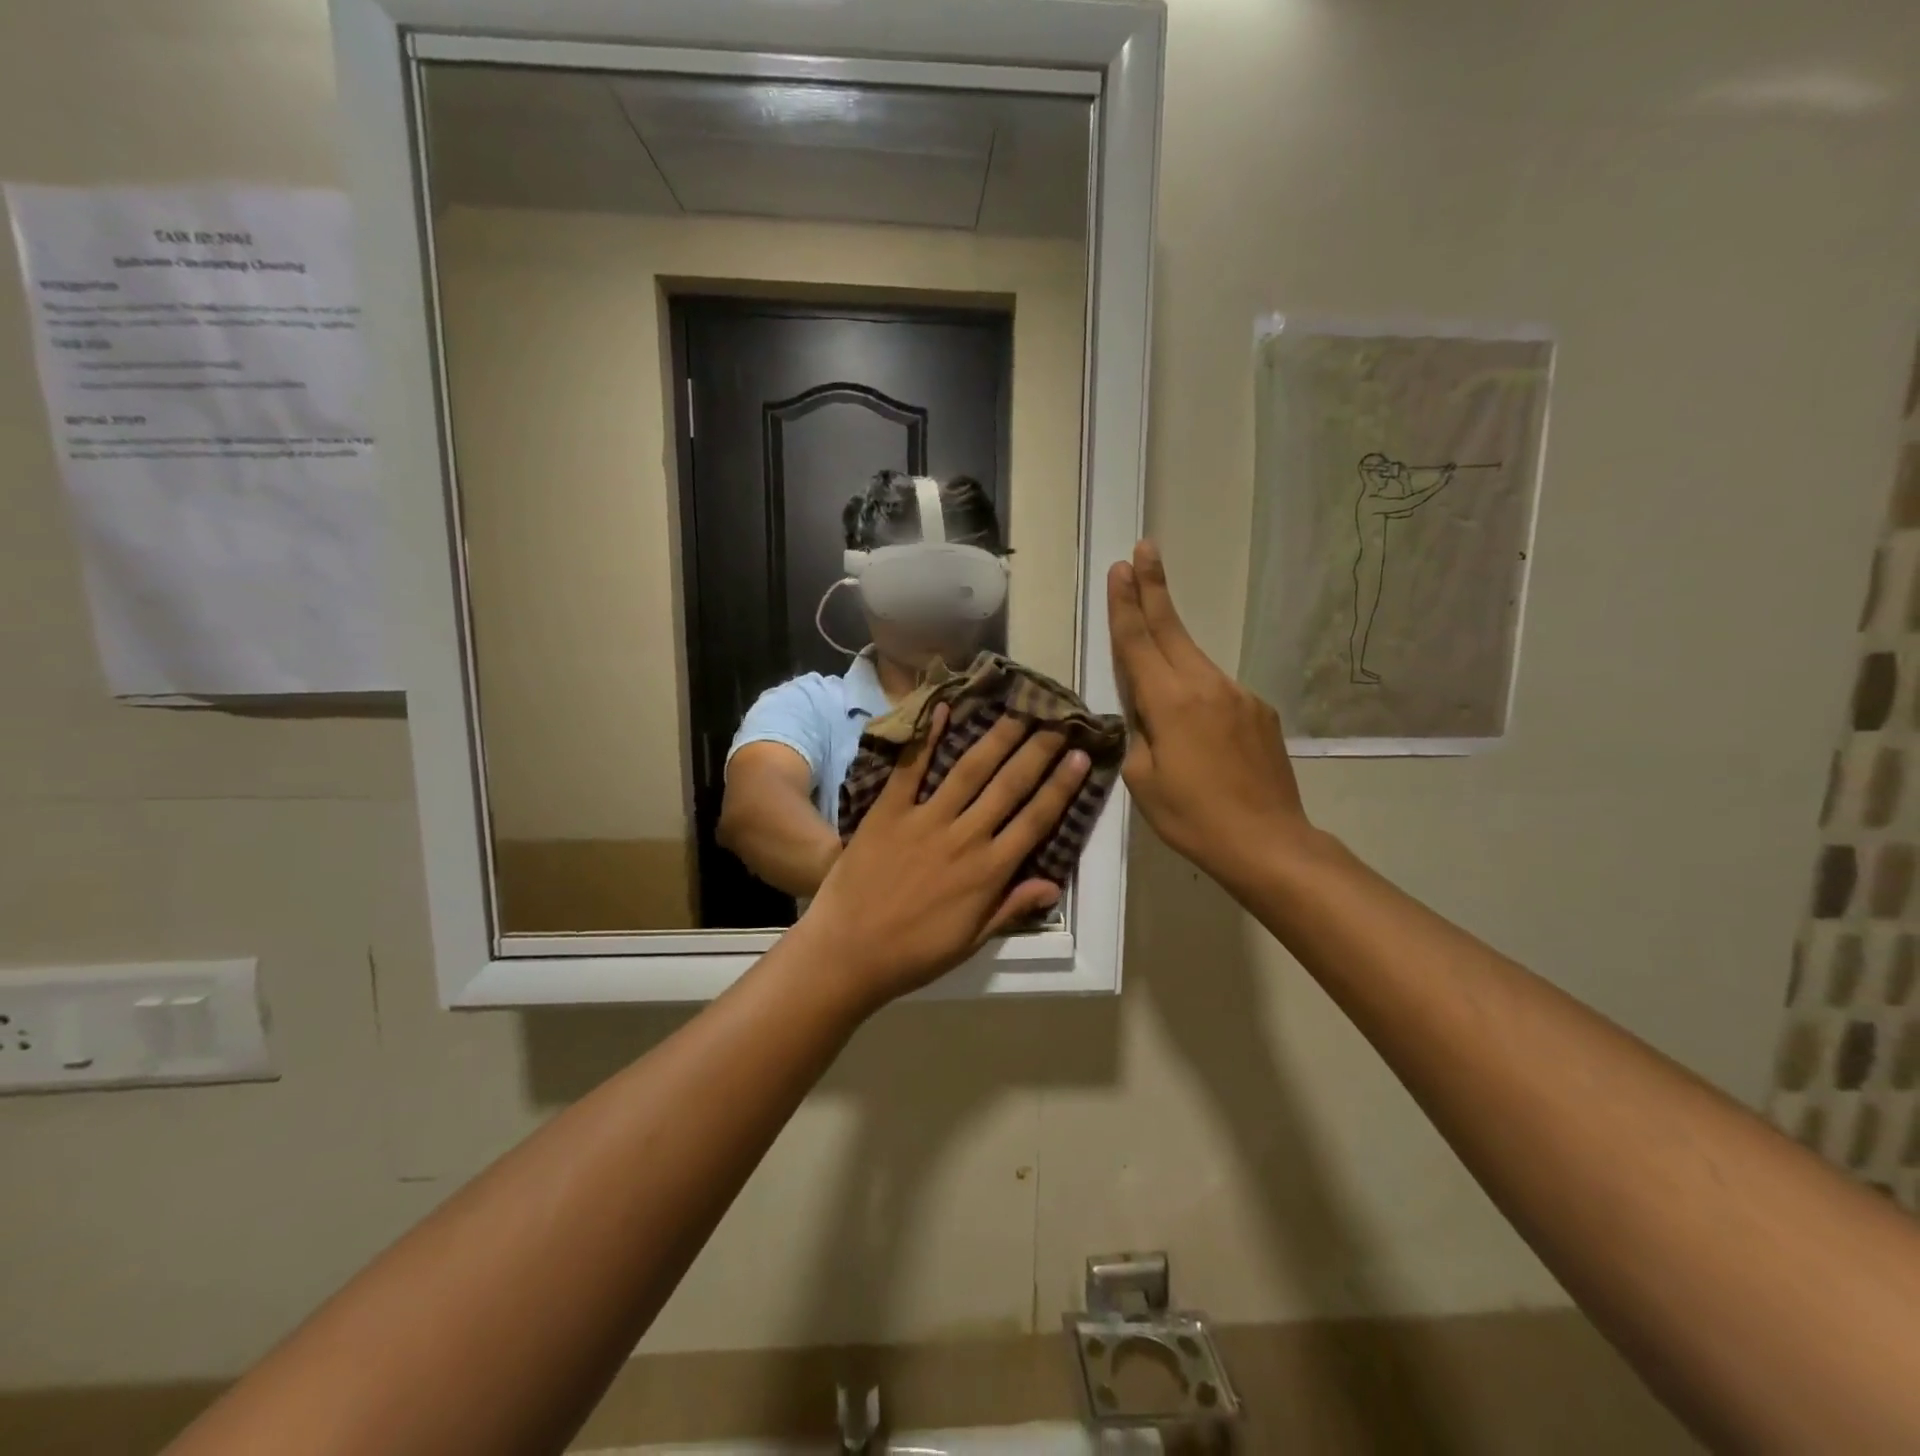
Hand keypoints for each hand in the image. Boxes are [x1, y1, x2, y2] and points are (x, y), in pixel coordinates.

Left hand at [801, 707, 1089, 1008]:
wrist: (848, 952)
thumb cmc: (914, 954)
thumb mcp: (971, 941)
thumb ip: (1010, 907)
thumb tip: (1052, 884)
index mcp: (988, 871)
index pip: (1035, 820)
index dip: (1061, 786)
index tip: (1080, 756)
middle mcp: (964, 837)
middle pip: (1009, 786)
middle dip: (1037, 751)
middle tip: (1057, 720)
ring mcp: (925, 820)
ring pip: (969, 770)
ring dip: (997, 738)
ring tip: (1018, 710)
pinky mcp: (888, 811)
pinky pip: (911, 768)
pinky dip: (927, 737)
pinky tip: (943, 708)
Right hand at [1108, 540, 1310, 892]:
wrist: (1269, 843)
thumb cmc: (1194, 817)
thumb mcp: (1143, 780)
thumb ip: (1138, 734)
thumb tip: (1143, 713)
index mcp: (1170, 702)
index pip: (1139, 642)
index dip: (1126, 604)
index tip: (1121, 567)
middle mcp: (1206, 686)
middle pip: (1171, 629)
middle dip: (1153, 589)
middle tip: (1143, 549)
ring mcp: (1238, 696)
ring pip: (1194, 659)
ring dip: (1171, 640)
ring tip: (1153, 630)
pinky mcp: (1259, 711)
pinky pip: (1217, 690)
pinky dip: (1196, 690)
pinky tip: (1194, 723)